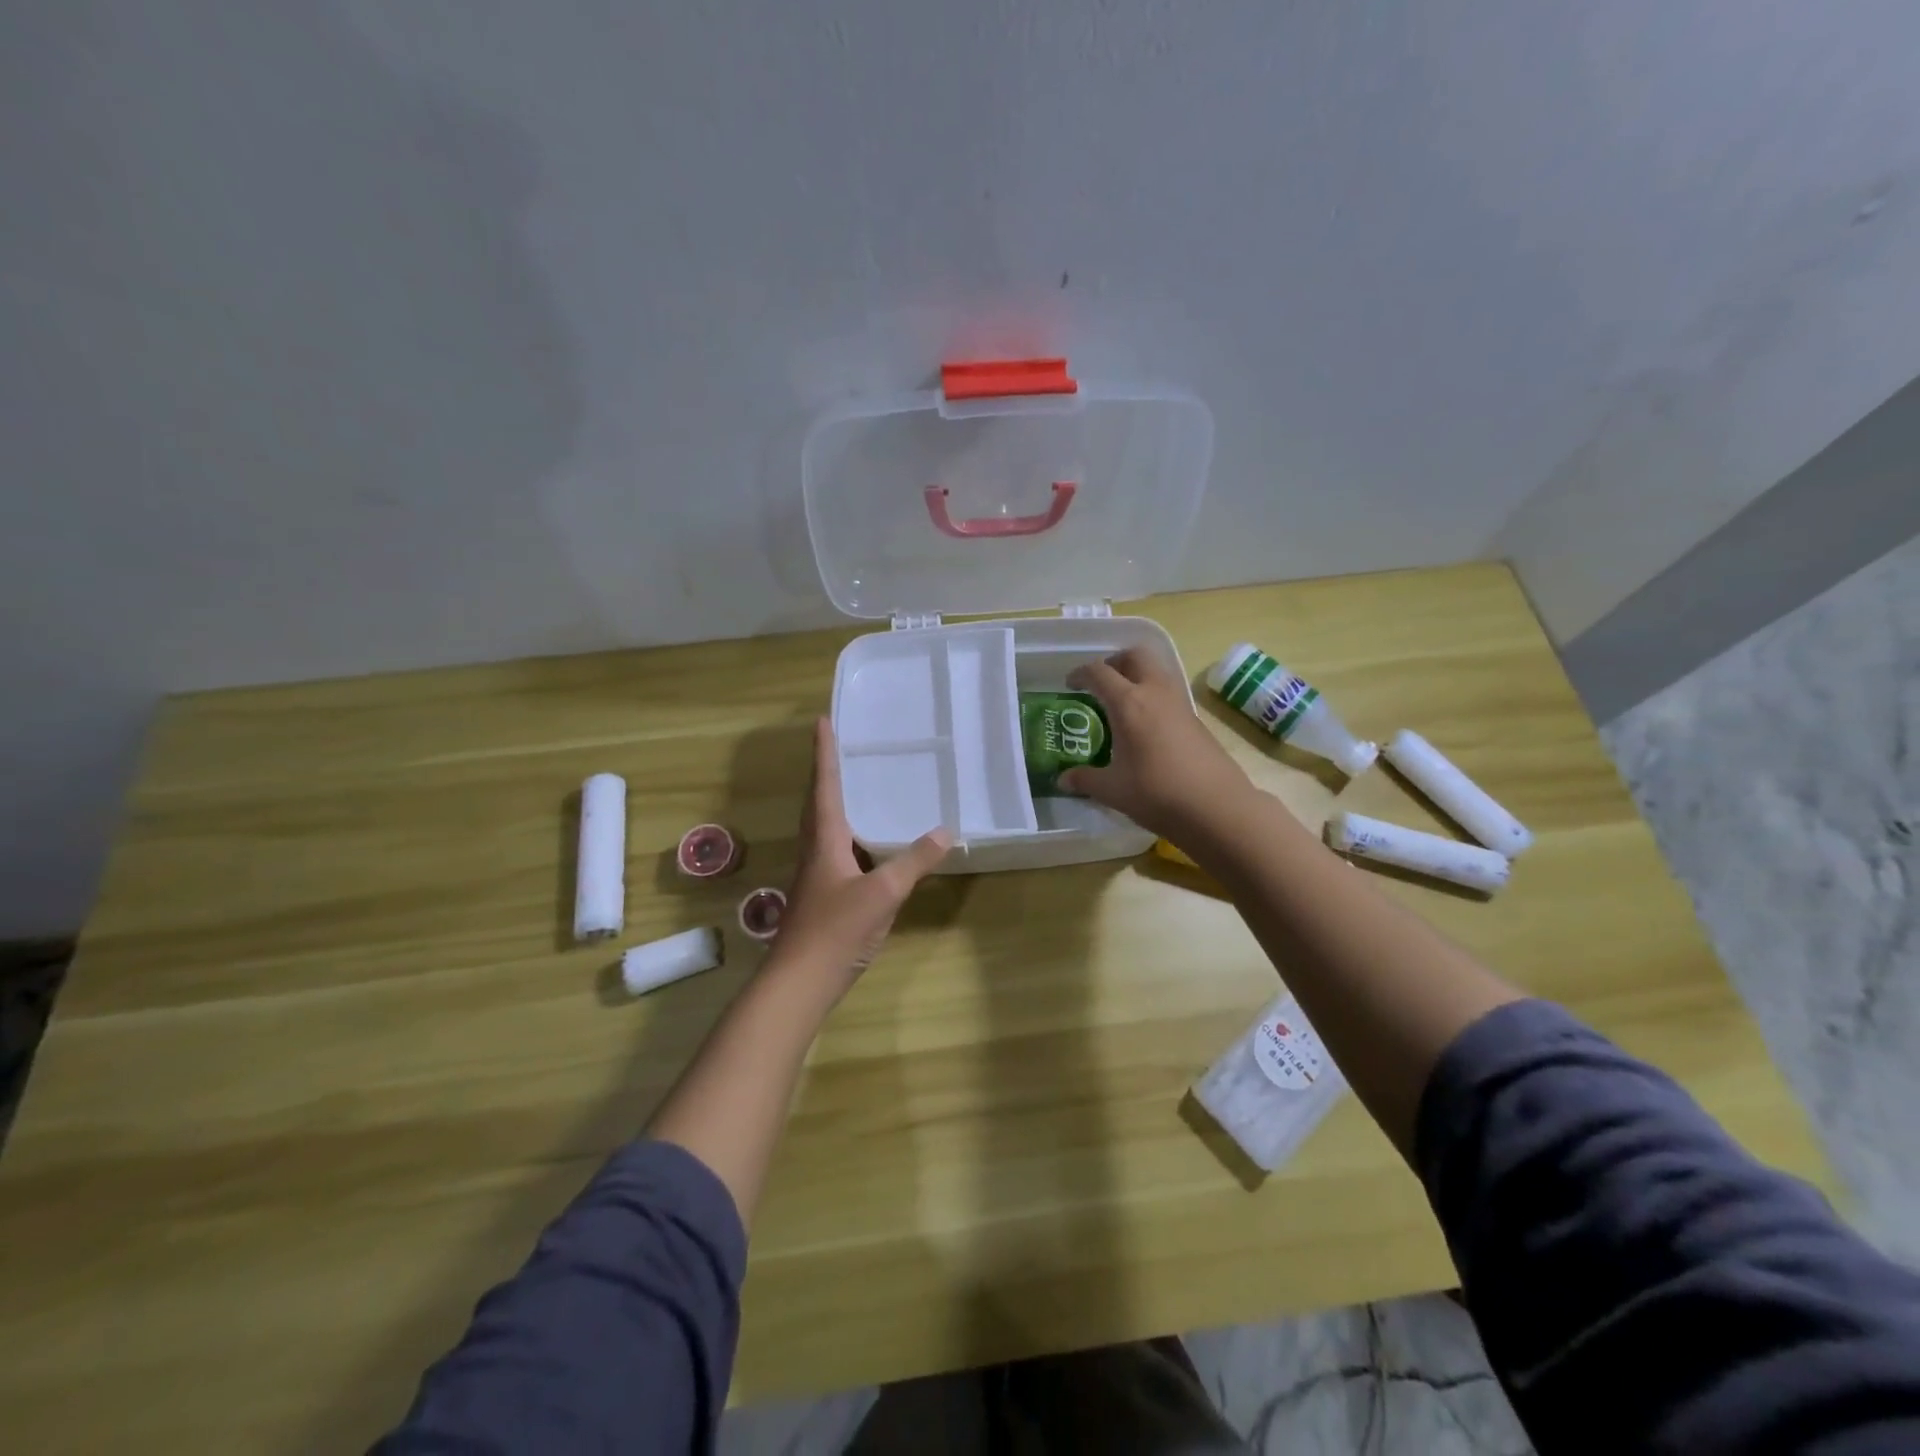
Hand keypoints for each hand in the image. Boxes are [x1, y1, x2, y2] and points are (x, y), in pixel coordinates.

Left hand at [768, 719, 951, 989]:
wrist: (800, 981)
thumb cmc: (836, 929)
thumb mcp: (883, 892)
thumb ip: (914, 861)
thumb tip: (946, 831)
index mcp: (824, 839)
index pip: (824, 785)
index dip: (824, 753)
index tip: (822, 721)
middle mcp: (815, 849)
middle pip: (818, 801)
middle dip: (826, 772)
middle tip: (840, 746)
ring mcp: (816, 874)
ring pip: (824, 826)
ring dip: (834, 801)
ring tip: (855, 785)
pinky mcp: (821, 894)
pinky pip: (834, 849)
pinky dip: (848, 833)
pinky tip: (867, 844)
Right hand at [1060, 648, 1248, 839]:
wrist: (1217, 807)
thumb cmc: (1157, 793)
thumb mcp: (1112, 790)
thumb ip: (1085, 780)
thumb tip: (1063, 780)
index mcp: (1128, 703)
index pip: (1099, 673)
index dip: (1080, 674)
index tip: (1070, 684)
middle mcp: (1155, 693)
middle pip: (1135, 656)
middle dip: (1115, 662)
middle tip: (1101, 682)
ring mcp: (1180, 704)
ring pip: (1157, 670)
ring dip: (1137, 675)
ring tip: (1122, 702)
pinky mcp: (1196, 719)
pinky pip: (1169, 692)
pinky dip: (1153, 695)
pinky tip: (1145, 725)